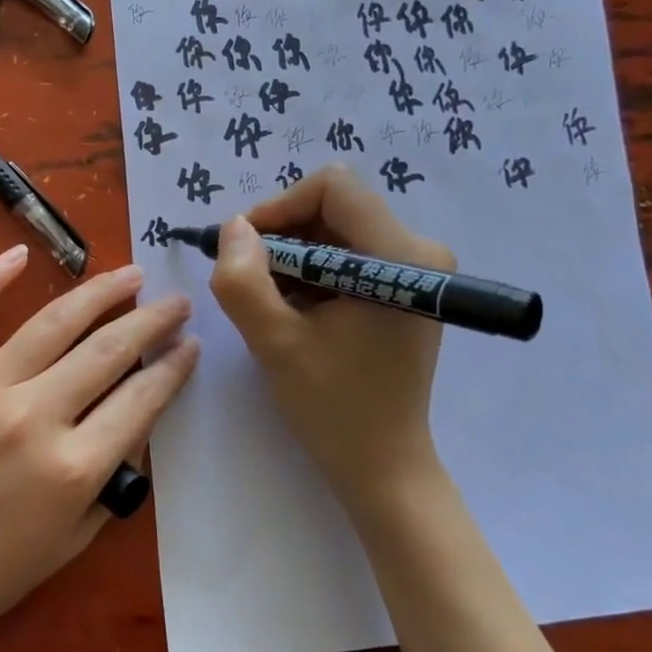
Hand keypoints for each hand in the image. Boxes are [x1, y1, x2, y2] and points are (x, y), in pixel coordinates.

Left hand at [0, 245, 199, 651]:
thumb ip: (111, 481)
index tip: (190, 344)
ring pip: (53, 324)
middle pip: (108, 351)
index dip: (174, 367)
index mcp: (74, 468)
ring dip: (99, 292)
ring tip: (130, 275)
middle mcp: (35, 418)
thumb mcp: (71, 541)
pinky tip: (18, 253)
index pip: (142, 398)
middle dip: (151, 321)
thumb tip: (135, 422)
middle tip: (174, 300)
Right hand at [209, 165, 454, 529]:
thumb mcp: (275, 343)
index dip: (278, 208)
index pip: (333, 188)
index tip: (245, 250)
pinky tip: (293, 310)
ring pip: (334, 229)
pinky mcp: (404, 287)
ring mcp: (415, 269)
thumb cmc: (334, 407)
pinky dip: (309, 273)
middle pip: (333, 206)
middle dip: (281, 237)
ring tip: (269, 303)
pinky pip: (345, 254)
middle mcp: (418, 250)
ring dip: (291, 258)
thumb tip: (233, 227)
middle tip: (248, 279)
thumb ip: (244, 281)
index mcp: (400, 256)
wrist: (382, 464)